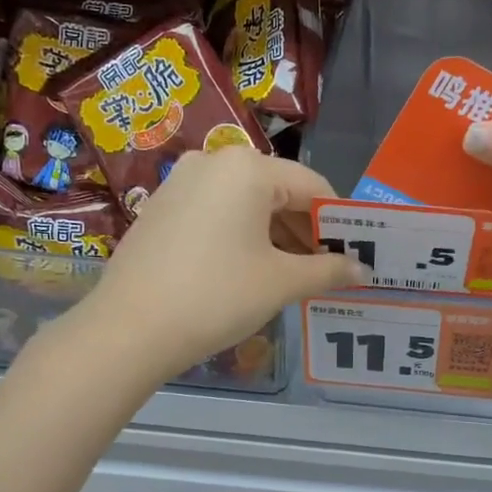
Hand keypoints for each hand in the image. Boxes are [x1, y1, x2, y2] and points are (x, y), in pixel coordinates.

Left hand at [73, 147, 366, 380]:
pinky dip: (241, 235)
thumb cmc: (217, 296)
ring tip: (289, 275)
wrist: (129, 329)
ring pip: (246, 203)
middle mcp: (213, 162)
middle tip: (324, 270)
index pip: (313, 186)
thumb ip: (328, 270)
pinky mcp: (160, 207)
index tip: (352, 255)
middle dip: (305, 230)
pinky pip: (216, 212)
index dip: (338, 222)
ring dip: (275, 235)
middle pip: (279, 190)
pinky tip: (246, 271)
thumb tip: (363, 270)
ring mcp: (181, 182)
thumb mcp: (281, 283)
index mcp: (248, 168)